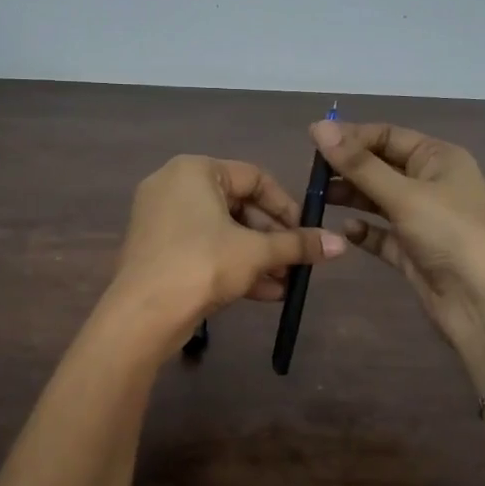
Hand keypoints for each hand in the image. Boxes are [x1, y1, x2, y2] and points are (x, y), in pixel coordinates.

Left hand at [108, 154, 346, 350]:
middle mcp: (174, 186)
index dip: (286, 206)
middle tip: (297, 262)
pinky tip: (265, 293)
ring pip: (222, 232)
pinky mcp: (158, 249)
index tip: (307, 233)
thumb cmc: (202, 265)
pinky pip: (203, 248)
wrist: (143, 314)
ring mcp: (162, 218)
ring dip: (258, 257)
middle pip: (239, 206)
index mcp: (195, 170)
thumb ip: (297, 245)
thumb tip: (341, 244)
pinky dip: (232, 265)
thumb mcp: (256, 253)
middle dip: (272, 238)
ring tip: (287, 283)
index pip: (255, 178)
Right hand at [311, 120, 484, 384]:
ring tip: (317, 199)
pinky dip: (364, 231)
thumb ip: (359, 164)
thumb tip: (318, 126)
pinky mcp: (413, 251)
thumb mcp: (404, 194)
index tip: (311, 141)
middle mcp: (431, 183)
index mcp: (439, 158)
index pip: (387, 135)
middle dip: (347, 168)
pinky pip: (381, 234)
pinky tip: (344, 231)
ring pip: (378, 200)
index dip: (351, 136)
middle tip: (309, 176)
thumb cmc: (451, 235)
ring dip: (350, 197)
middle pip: (380, 166)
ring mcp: (423, 219)